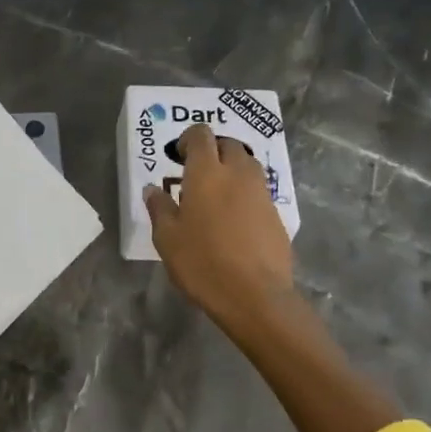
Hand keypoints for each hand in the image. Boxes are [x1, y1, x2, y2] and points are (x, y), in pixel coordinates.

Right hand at [146, 123, 294, 337]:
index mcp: (206, 173)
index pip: (201, 135)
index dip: (189, 139)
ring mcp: (261, 193)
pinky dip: (246, 194)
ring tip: (217, 194)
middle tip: (198, 173)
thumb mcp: (167, 238)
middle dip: (214, 151)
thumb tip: (153, 190)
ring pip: (248, 166)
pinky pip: (259, 191)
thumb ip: (159, 208)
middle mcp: (237, 174)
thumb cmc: (203, 263)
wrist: (255, 295)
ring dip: (233, 170)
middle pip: (229, 145)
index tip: (179, 156)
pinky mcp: (277, 215)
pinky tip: (235, 220)